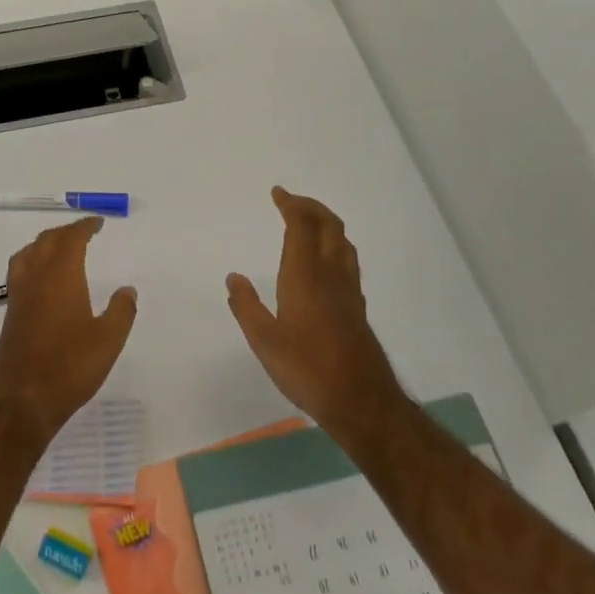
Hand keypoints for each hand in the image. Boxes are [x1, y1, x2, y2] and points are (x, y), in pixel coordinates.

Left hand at [0, 216, 137, 444]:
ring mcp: (18, 298)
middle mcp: (35, 279)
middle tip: (82, 232)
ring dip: (43, 244)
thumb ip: (121, 311)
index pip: (70, 239)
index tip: (97, 223)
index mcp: (61, 277)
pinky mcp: (10, 317)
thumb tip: (127, 289)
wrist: (20, 401)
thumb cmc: (69, 367)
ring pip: (27, 255)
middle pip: (45, 242)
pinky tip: (43, 283)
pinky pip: (20, 275)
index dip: (83, 227)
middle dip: (64, 232)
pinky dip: (33, 264)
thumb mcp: (108, 341)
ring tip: (58, 249)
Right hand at [227, 187, 406, 437]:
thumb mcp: (264, 341)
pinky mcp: (357, 306)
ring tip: (309, 222)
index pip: (302, 227)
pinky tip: (324, 261)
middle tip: (291, 200)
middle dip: (311, 207)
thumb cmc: (307, 368)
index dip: (291, 205)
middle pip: (329, 226)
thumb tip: (234, 277)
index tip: (278, 193)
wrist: (361, 400)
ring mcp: (348, 289)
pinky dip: (334, 244)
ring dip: (326, 223)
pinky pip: (346, 259)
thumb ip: (246, 306)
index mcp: (305, 276)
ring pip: (343, 241)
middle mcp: (331, 274)